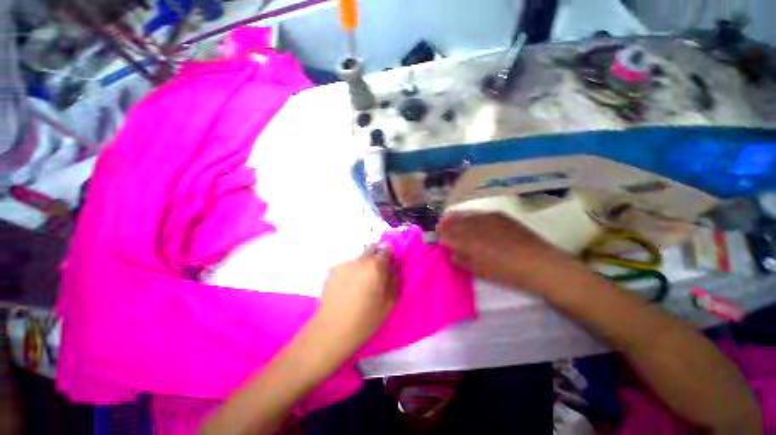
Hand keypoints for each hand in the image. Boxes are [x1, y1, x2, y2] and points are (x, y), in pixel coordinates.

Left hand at [315, 245, 396, 351]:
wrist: (332, 330)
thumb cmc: (365, 319)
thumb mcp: (388, 303)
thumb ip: (394, 280)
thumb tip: (394, 267)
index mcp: (375, 266)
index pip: (386, 250)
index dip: (389, 254)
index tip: (389, 262)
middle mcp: (359, 260)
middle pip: (371, 248)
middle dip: (376, 255)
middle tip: (376, 271)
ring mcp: (344, 264)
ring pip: (359, 257)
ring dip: (363, 264)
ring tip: (361, 282)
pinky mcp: (332, 270)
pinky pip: (347, 266)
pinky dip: (351, 271)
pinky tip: (348, 286)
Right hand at [437, 212, 574, 292]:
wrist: (538, 263)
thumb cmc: (505, 272)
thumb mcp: (478, 270)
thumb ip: (460, 259)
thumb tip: (452, 252)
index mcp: (466, 240)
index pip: (445, 232)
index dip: (439, 233)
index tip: (437, 236)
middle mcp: (473, 224)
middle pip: (452, 220)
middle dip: (445, 224)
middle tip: (443, 227)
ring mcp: (486, 217)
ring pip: (464, 214)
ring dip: (457, 218)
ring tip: (455, 222)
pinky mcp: (498, 215)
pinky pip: (478, 213)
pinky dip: (471, 217)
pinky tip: (474, 222)